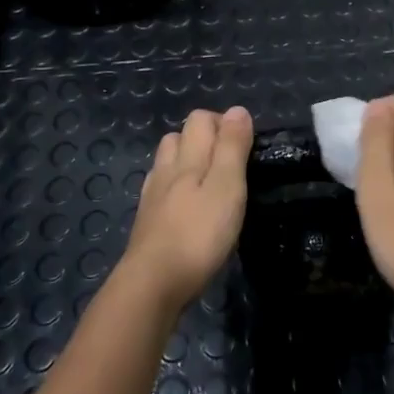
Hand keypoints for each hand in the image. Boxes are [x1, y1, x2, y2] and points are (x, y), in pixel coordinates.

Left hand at [121, 106, 253, 311]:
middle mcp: (166, 170)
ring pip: (167, 163)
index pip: (200, 120)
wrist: (152, 284)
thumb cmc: (198, 234)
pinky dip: (175, 189)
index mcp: (187, 157)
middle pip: (179, 137)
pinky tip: (186, 207)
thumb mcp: (227, 187)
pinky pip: (161, 191)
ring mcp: (153, 197)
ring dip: (187, 162)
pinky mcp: (147, 222)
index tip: (246, 146)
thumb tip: (237, 110)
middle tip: (231, 164)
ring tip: (210, 182)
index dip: (223, 123)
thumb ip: (232, 147)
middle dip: (204, 139)